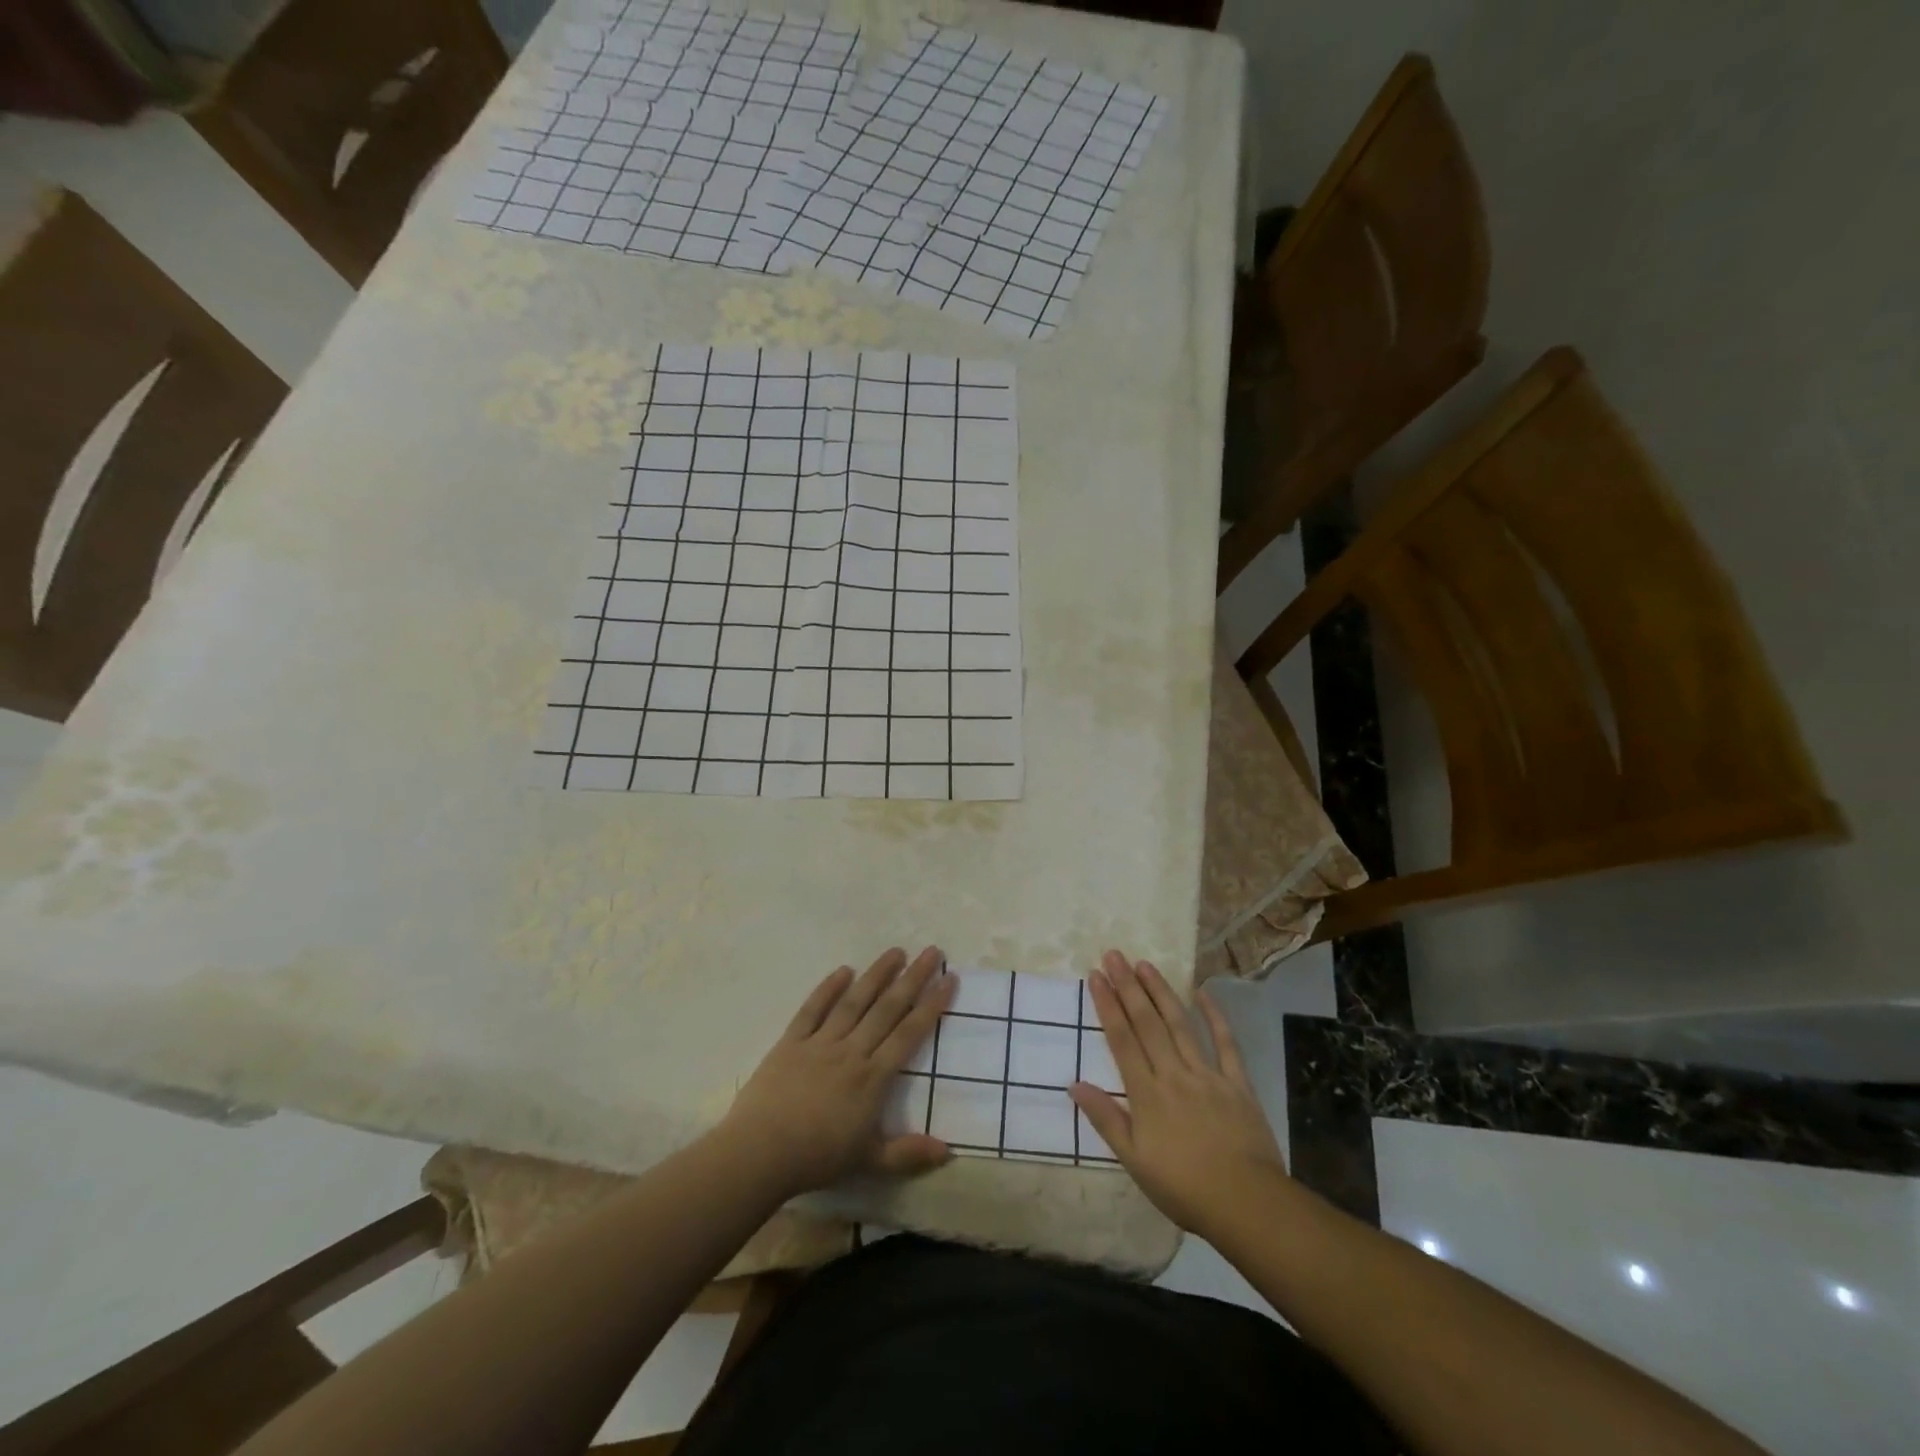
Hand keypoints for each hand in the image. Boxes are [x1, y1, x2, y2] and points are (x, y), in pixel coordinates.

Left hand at [723, 946, 955, 1195]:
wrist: (759, 1153)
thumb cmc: (816, 1158)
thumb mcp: (868, 1161)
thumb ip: (908, 1154)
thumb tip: (948, 1151)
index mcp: (872, 1078)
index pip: (909, 1034)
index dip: (931, 1005)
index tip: (949, 978)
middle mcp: (851, 1051)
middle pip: (887, 1008)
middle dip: (912, 978)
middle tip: (931, 951)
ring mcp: (820, 1042)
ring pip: (854, 1001)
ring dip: (876, 974)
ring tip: (895, 951)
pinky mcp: (791, 1041)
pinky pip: (812, 1009)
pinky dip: (827, 989)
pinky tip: (843, 971)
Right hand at [1069, 950, 1287, 1236]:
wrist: (1246, 1204)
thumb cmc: (1184, 1188)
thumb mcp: (1134, 1161)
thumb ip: (1106, 1119)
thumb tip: (1073, 1084)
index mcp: (1147, 1094)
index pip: (1122, 1039)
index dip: (1107, 1005)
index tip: (1095, 976)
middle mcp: (1173, 1074)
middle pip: (1147, 1023)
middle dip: (1128, 987)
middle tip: (1114, 955)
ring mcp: (1208, 1075)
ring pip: (1180, 1025)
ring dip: (1161, 992)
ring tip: (1145, 964)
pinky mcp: (1238, 1083)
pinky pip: (1226, 1044)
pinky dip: (1214, 1017)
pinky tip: (1203, 993)